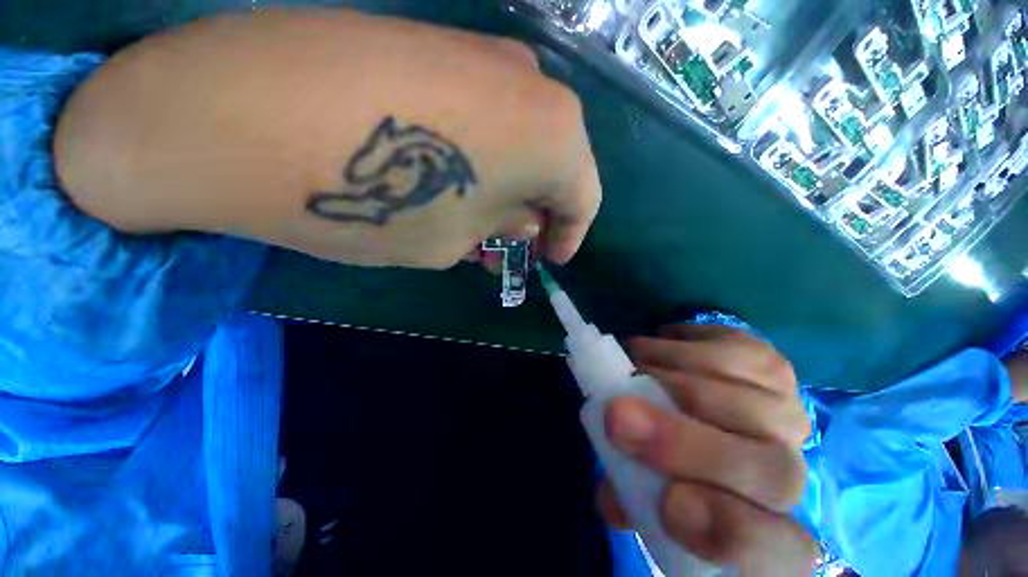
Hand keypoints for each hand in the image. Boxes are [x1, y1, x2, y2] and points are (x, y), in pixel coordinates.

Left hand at [55, 8, 600, 268]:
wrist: (244, 112)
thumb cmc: (379, 200)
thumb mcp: (456, 239)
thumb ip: (502, 227)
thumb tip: (523, 219)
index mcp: (555, 136)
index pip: (585, 198)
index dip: (570, 235)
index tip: (549, 260)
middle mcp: (533, 85)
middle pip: (558, 165)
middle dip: (539, 213)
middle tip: (512, 246)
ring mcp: (485, 55)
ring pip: (522, 139)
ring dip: (510, 186)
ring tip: (479, 222)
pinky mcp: (439, 44)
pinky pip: (486, 116)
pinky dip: (483, 157)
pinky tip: (451, 181)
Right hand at [598, 325, 817, 575]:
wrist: (704, 417)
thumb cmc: (672, 468)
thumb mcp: (646, 495)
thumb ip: (630, 500)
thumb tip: (612, 498)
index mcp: (768, 531)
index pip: (776, 551)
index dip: (728, 532)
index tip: (667, 504)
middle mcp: (791, 473)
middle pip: (764, 466)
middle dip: (680, 441)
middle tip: (616, 414)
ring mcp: (786, 410)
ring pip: (737, 395)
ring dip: (666, 372)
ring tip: (631, 367)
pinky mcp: (769, 363)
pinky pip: (727, 347)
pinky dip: (677, 345)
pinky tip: (655, 348)